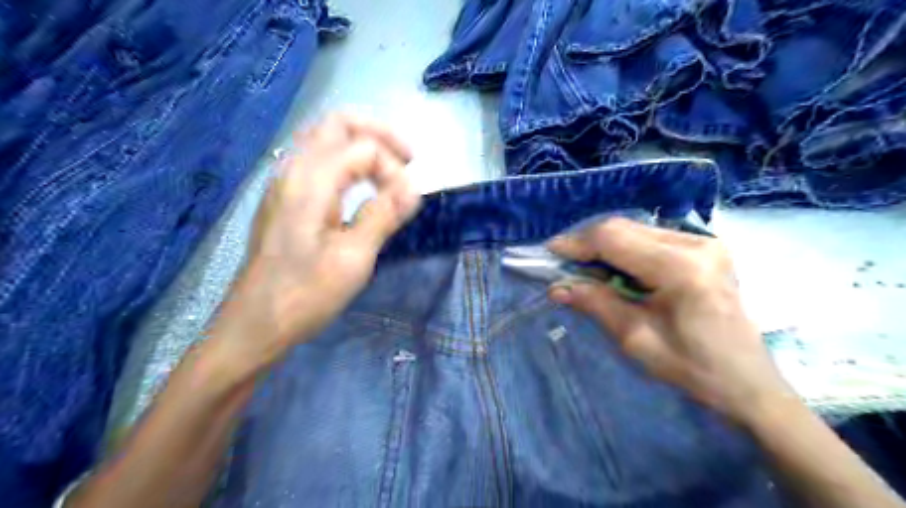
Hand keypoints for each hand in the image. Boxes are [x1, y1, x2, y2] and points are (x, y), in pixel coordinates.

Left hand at [206, 114, 418, 368]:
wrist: (255, 324)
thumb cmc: (305, 294)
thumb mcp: (354, 257)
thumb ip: (384, 215)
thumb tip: (414, 187)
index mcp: (310, 180)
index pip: (363, 148)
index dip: (394, 169)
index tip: (409, 201)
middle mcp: (293, 170)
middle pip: (337, 124)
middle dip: (378, 134)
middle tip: (407, 160)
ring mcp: (284, 183)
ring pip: (324, 139)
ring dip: (360, 144)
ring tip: (389, 170)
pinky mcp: (283, 199)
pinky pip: (316, 161)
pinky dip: (345, 161)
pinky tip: (360, 186)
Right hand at [545, 217, 794, 422]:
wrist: (747, 382)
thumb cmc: (692, 368)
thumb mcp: (635, 338)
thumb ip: (595, 304)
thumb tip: (557, 287)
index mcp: (680, 268)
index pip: (613, 238)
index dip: (576, 243)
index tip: (550, 253)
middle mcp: (694, 244)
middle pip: (623, 227)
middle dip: (588, 243)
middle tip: (564, 265)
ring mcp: (703, 242)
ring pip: (635, 229)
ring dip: (605, 245)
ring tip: (585, 269)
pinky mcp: (704, 248)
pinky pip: (650, 237)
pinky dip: (624, 249)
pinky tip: (614, 269)